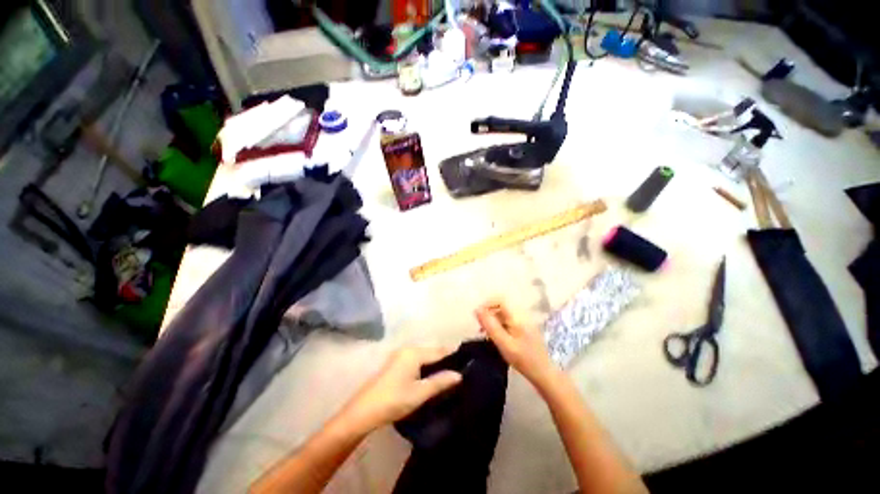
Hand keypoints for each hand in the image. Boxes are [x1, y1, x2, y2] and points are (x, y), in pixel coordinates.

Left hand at [340, 347, 461, 432]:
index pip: (440, 351)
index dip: (454, 357)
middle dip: (445, 362)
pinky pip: (417, 362)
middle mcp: (408, 349)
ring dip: (436, 366)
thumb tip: (460, 374)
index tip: (468, 365)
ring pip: (425, 358)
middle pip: (432, 353)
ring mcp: (400, 356)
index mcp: (414, 352)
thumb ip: (440, 381)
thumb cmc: (394, 400)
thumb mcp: (420, 393)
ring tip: (449, 378)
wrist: (363, 412)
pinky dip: (426, 368)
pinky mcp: (396, 365)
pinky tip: (432, 379)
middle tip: (460, 374)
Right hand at [476, 300, 558, 389]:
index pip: (499, 299)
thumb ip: (490, 326)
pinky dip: (499, 326)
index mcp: (517, 316)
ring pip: (503, 314)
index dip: (487, 304)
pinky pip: (508, 321)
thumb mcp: (503, 343)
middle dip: (488, 314)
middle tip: (480, 328)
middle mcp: (521, 315)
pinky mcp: (524, 329)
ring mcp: (524, 322)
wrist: (544, 373)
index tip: (478, 316)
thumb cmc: (523, 359)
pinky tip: (495, 338)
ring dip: (492, 321)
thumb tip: (477, 310)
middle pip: (501, 306)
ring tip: (485, 334)